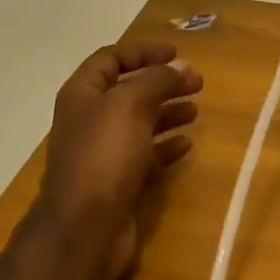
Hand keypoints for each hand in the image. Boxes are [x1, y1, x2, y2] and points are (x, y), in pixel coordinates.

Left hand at [36, 42, 202, 279]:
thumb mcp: (130, 104)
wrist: (84, 228)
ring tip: (196, 112)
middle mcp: (89, 119)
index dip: (142, 51)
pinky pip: (144, 156)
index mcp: (82, 94)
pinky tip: (187, 146)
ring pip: (139, 123)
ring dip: (166, 113)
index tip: (176, 53)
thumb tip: (180, 68)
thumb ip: (156, 80)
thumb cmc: (104, 155)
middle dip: (161, 83)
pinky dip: (165, 147)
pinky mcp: (117, 182)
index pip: (111, 59)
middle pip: (128, 91)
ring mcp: (102, 153)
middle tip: (197, 83)